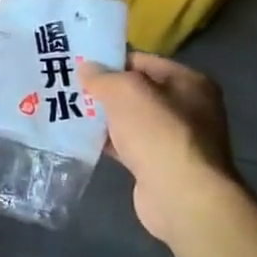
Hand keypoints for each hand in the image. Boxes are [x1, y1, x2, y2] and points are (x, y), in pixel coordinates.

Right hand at [80, 53, 237, 247]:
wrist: (181, 196)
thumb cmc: (158, 133)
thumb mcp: (125, 91)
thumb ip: (103, 76)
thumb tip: (86, 68)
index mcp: (189, 82)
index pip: (143, 61)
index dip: (110, 61)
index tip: (79, 64)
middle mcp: (188, 108)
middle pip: (136, 91)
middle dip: (104, 90)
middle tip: (69, 86)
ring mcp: (175, 139)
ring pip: (130, 119)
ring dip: (103, 117)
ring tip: (67, 110)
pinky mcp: (160, 165)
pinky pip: (128, 145)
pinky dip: (107, 141)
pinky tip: (81, 138)